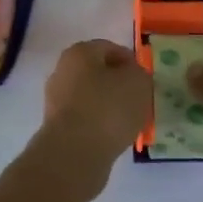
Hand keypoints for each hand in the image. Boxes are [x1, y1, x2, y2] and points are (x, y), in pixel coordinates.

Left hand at [41, 39, 151, 164]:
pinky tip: (115, 136)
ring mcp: (56, 100)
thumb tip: (132, 76)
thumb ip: (140, 73)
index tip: (146, 79)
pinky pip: (86, 119)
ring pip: (92, 97)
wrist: (75, 153)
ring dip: (110, 106)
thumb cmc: (108, 108)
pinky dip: (100, 124)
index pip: (110, 48)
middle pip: (98, 73)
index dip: (131, 62)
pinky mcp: (57, 126)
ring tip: (130, 121)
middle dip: (119, 85)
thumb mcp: (138, 82)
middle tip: (140, 100)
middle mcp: (63, 71)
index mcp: (79, 52)